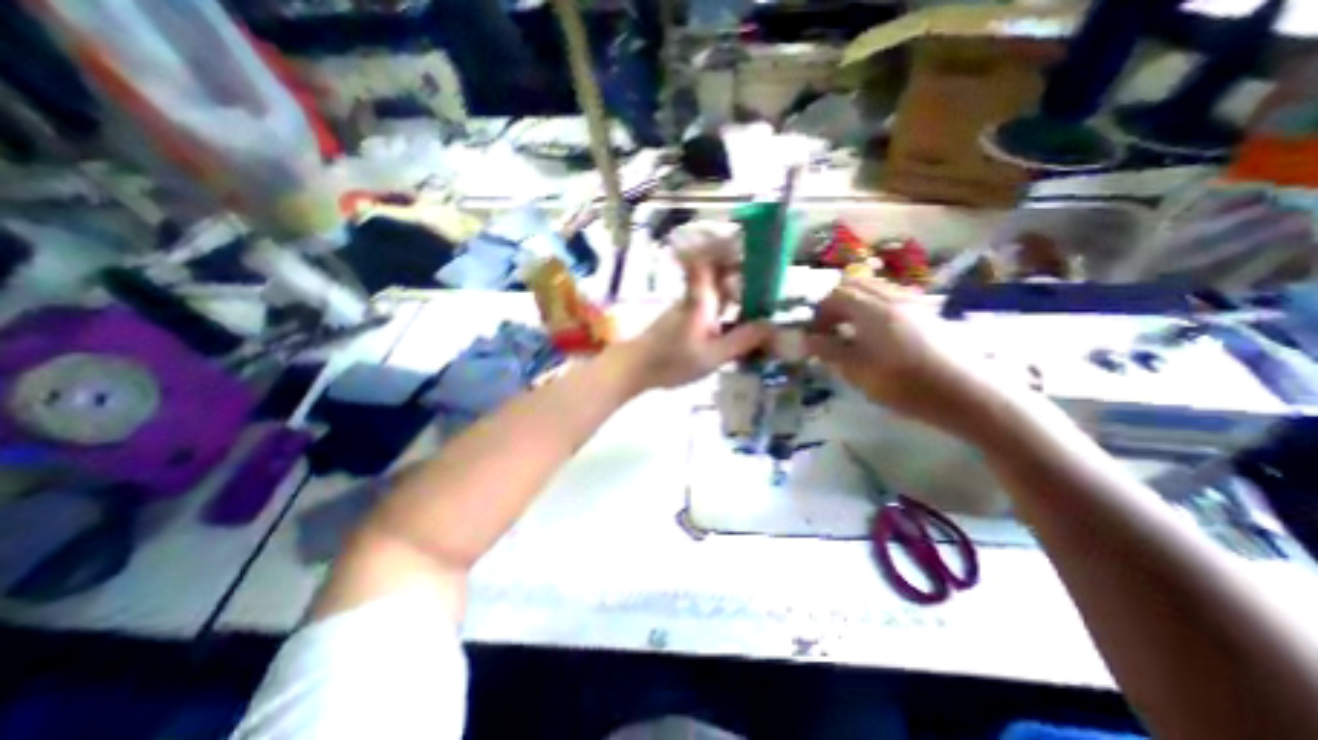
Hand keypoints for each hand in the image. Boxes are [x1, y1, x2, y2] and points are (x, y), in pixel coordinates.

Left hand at [618, 218, 774, 388]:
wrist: (637, 368)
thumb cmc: (673, 361)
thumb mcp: (713, 356)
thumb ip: (742, 340)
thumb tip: (771, 325)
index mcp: (702, 299)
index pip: (714, 260)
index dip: (730, 250)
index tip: (754, 250)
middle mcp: (695, 296)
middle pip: (719, 272)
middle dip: (743, 273)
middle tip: (766, 286)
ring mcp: (689, 306)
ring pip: (715, 288)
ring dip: (736, 291)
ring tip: (758, 306)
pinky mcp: (685, 317)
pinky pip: (710, 303)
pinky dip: (726, 307)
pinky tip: (737, 323)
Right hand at [809, 275, 1012, 442]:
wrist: (967, 394)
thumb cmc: (905, 385)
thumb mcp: (858, 372)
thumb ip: (829, 351)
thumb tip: (806, 339)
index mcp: (872, 309)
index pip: (834, 295)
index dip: (818, 312)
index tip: (814, 334)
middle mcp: (891, 297)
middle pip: (854, 284)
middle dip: (834, 303)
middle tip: (829, 329)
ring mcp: (911, 302)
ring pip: (873, 289)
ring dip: (854, 304)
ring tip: (849, 332)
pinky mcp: (925, 312)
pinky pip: (889, 297)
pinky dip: (872, 307)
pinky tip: (875, 334)